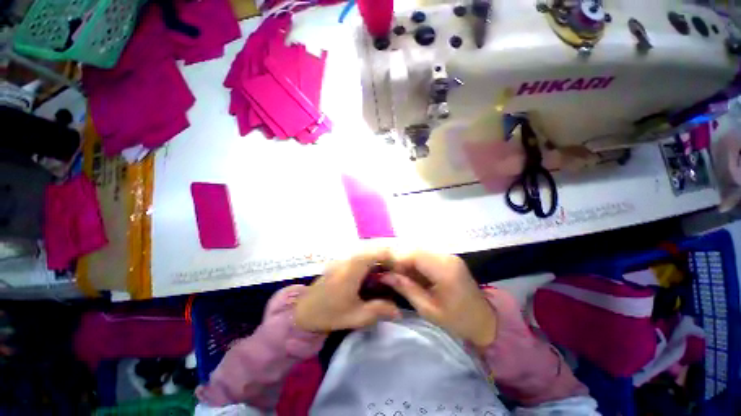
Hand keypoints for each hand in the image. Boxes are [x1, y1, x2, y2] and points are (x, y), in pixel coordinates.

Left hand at [295, 250, 401, 332]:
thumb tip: (399, 310)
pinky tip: (376, 275)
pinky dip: (372, 263)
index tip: (405, 268)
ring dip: (380, 260)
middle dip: (389, 259)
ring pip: (368, 253)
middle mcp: (350, 258)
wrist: (302, 311)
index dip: (394, 257)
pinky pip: (361, 258)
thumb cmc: (329, 313)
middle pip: (375, 251)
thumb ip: (379, 310)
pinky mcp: (342, 263)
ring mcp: (345, 259)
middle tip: (401, 271)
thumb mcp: (356, 316)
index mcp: (354, 267)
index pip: (379, 252)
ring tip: (391, 273)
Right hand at [381, 252, 496, 347]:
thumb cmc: (457, 320)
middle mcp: (447, 256)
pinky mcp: (448, 258)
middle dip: (400, 259)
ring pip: (419, 250)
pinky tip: (411, 274)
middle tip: (390, 273)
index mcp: (444, 269)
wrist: (484, 320)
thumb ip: (406, 289)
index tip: (386, 271)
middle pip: (415, 249)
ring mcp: (448, 255)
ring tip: (399, 274)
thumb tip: (385, 276)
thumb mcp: (428, 309)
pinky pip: (426, 255)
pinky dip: (416, 263)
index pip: (414, 254)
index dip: (396, 259)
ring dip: (407, 261)